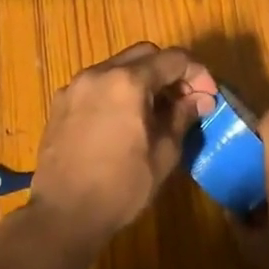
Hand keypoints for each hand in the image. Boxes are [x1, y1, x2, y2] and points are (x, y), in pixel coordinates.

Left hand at [28, 42, 217, 245]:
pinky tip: (124, 121)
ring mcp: (75, 87)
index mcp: (128, 82)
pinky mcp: (60, 104)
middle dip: (169, 72)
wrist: (64, 214)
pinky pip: (96, 85)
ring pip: (117, 67)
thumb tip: (199, 99)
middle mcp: (99, 74)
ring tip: (155, 111)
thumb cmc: (121, 186)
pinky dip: (116, 92)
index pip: (173, 59)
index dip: (197, 74)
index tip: (208, 97)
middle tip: (184, 100)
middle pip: (144, 55)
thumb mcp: (164, 153)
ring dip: (142, 80)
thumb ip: (182, 117)